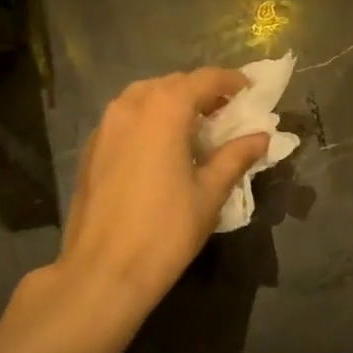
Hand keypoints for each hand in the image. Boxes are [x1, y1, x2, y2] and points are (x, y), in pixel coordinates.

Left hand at [49, 69, 267, 331]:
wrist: (102, 272)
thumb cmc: (165, 230)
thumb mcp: (210, 193)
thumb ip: (235, 157)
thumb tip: (261, 137)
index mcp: (164, 109)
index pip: (204, 79)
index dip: (230, 81)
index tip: (250, 91)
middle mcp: (131, 106)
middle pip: (173, 83)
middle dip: (201, 92)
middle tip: (226, 113)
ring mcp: (105, 126)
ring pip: (144, 97)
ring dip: (172, 103)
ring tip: (194, 128)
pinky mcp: (90, 148)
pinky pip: (125, 118)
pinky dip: (148, 120)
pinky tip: (161, 148)